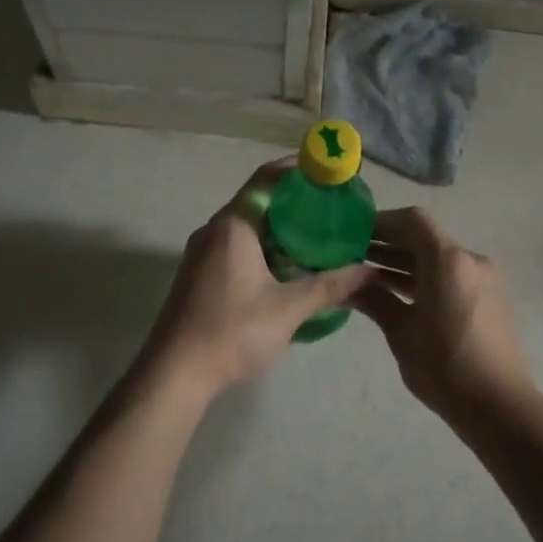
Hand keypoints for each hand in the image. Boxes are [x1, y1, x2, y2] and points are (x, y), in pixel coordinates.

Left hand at [143, 160, 374, 398]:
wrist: (174, 373)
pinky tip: (287, 266)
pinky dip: (263, 245)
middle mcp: (214, 229)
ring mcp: (202, 252)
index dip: (296, 168)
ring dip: (278, 226)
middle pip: (258, 200)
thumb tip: (368, 271)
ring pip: (247, 226)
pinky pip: (236, 245)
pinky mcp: (198, 274)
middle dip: (293, 200)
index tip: (325, 168)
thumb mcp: (288, 309)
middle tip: (330, 205)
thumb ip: (329, 286)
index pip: (267, 179)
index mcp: (234, 225)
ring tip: (315, 235)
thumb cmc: (232, 331)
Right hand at [354, 208, 534, 422]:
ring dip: (405, 262)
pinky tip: (396, 293)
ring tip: (367, 274)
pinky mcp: (488, 298)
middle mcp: (470, 260)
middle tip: (353, 254)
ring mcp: (482, 279)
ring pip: (437, 258)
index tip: (354, 233)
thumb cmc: (445, 367)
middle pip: (425, 237)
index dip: (382, 222)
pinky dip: (424, 277)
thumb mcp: (401, 333)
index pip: (413, 221)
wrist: (499, 407)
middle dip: (389, 243)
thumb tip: (347, 283)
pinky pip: (450, 275)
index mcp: (449, 261)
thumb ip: (374, 300)